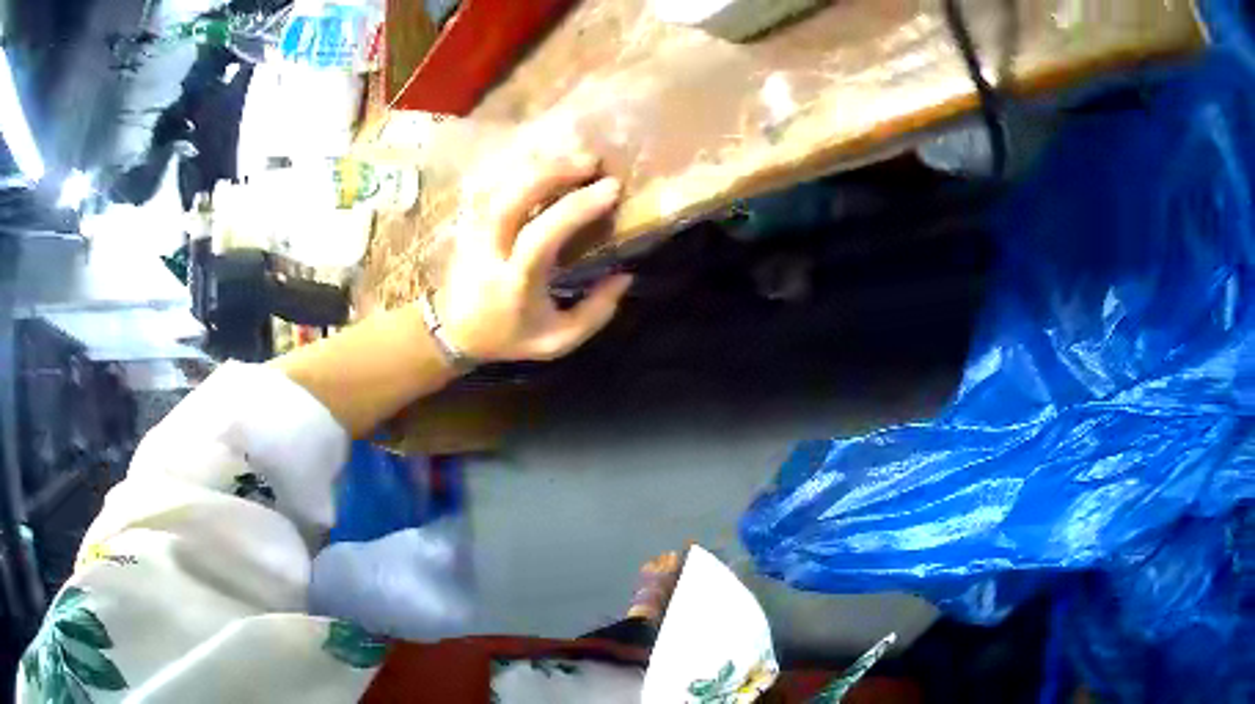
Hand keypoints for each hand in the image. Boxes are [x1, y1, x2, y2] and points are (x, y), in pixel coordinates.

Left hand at [433, 152, 632, 362]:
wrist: (452, 331)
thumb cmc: (508, 336)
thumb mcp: (557, 340)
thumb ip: (595, 312)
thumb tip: (624, 276)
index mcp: (514, 281)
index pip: (541, 235)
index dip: (576, 208)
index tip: (611, 190)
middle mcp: (490, 249)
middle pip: (514, 198)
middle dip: (554, 172)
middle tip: (593, 162)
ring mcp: (475, 229)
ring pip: (504, 185)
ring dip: (542, 166)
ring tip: (578, 158)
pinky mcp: (472, 219)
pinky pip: (499, 184)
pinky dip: (526, 169)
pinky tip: (552, 162)